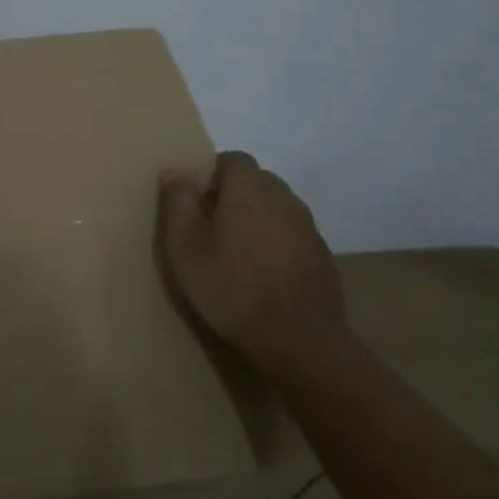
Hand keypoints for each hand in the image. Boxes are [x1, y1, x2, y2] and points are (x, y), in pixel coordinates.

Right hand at [156, 151, 346, 376]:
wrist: (298, 340)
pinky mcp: (322, 255)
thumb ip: (178, 201)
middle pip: (255, 181)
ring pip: (275, 209)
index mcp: (249, 187)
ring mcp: (308, 226)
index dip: (211, 175)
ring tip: (237, 255)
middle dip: (233, 196)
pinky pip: (291, 236)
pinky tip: (264, 275)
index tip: (196, 205)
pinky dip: (276, 245)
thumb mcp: (185, 246)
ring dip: (256, 221)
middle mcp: (283, 196)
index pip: (231, 159)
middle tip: (211, 230)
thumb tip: (176, 170)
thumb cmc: (231, 287)